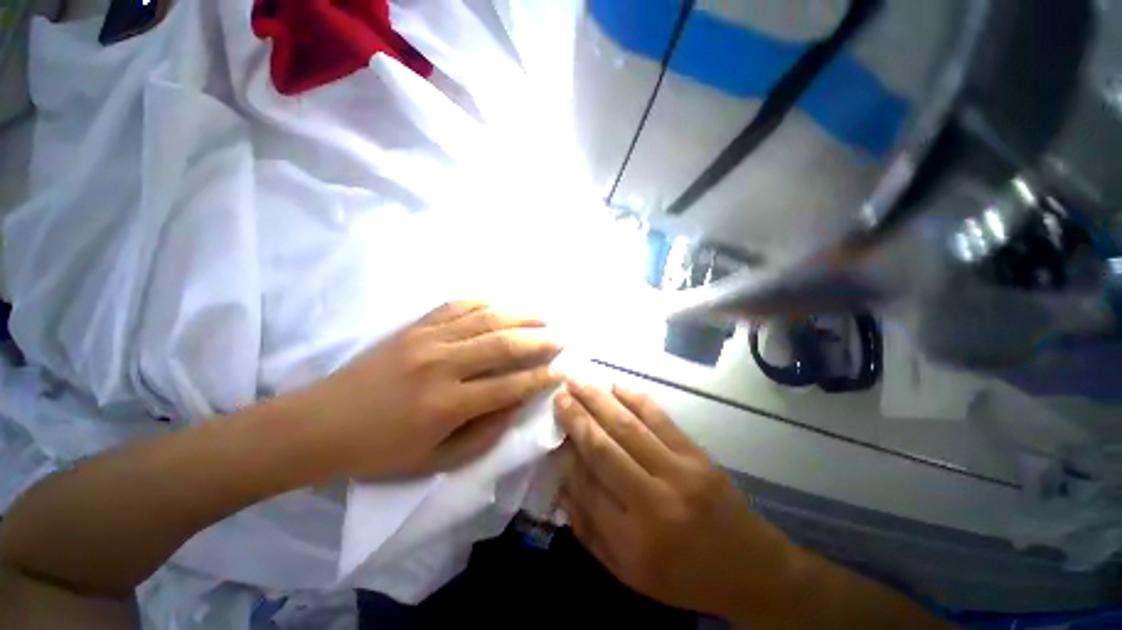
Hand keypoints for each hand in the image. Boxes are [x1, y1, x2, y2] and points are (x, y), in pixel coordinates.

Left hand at [304, 301, 562, 479]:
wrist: (320, 424)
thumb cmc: (379, 451)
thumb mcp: (435, 461)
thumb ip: (483, 435)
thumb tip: (515, 406)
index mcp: (448, 404)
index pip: (510, 385)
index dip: (540, 378)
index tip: (560, 371)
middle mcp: (443, 364)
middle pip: (504, 344)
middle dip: (539, 341)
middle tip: (560, 339)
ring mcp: (427, 339)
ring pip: (485, 319)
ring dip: (519, 316)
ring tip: (541, 317)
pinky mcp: (414, 327)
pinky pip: (456, 306)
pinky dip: (484, 302)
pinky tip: (501, 305)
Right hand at [554, 382, 796, 620]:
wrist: (751, 568)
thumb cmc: (685, 576)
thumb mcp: (630, 574)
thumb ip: (591, 532)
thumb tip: (563, 484)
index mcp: (633, 542)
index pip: (587, 487)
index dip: (567, 456)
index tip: (554, 432)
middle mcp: (653, 502)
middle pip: (603, 449)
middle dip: (576, 418)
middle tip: (559, 394)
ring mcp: (679, 472)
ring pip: (627, 427)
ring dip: (598, 400)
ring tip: (578, 382)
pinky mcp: (696, 454)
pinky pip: (660, 419)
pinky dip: (636, 399)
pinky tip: (616, 386)